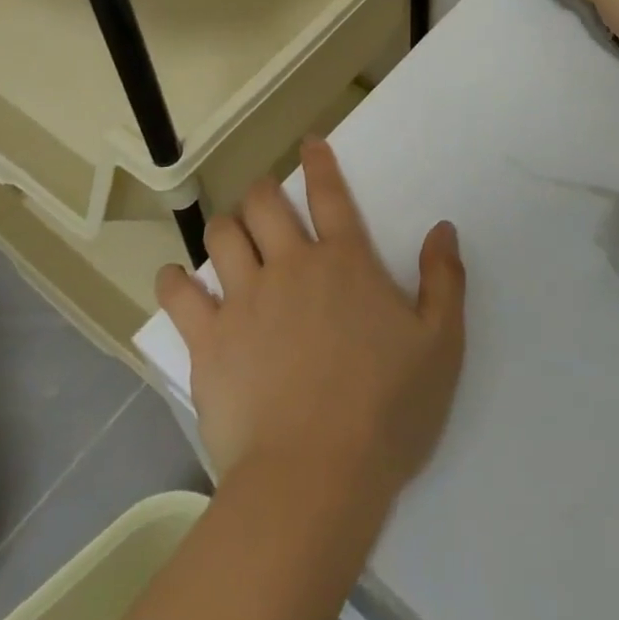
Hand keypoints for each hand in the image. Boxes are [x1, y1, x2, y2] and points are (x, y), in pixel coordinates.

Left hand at [154, 138, 466, 504]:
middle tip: (265, 199)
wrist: (315, 477)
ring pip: (223, 236)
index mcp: (345, 262)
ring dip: (226, 227)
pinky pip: (180, 295)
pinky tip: (175, 279)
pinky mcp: (209, 341)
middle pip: (265, 204)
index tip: (309, 142)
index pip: (330, 195)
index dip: (319, 163)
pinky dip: (175, 281)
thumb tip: (443, 228)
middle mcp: (291, 266)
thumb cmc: (386, 411)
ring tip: (230, 235)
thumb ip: (444, 280)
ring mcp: (245, 300)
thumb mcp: (440, 345)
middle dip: (263, 192)